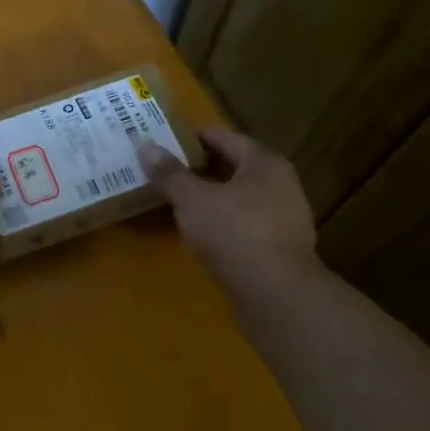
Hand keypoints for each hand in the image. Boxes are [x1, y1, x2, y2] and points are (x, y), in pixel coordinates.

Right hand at [137, 126, 321, 296]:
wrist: (277, 295)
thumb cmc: (234, 234)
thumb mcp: (193, 200)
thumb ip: (169, 173)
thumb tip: (145, 143)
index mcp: (264, 163)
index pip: (224, 137)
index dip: (192, 135)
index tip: (164, 137)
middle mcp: (280, 184)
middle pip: (234, 166)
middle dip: (201, 166)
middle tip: (166, 167)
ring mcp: (284, 217)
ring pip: (240, 196)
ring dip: (212, 194)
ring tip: (178, 198)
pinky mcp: (280, 247)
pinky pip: (245, 222)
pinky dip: (223, 220)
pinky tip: (202, 230)